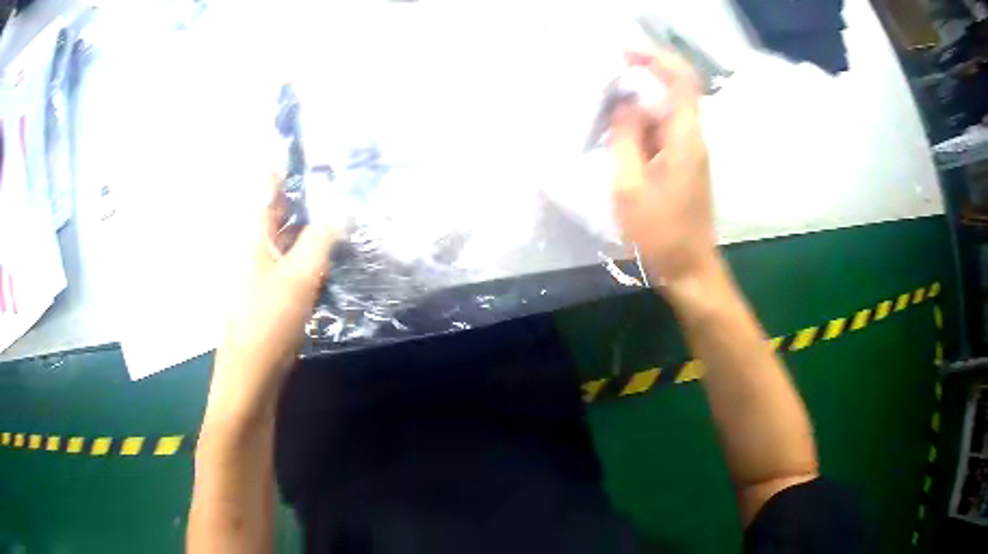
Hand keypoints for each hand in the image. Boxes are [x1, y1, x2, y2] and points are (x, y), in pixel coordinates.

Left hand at [208, 183, 337, 424]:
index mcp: (253, 234)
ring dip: (313, 227)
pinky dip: (311, 255)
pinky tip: (334, 257)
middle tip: (344, 185)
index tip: (321, 157)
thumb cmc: (269, 319)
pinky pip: (293, 263)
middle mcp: (255, 246)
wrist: (253, 373)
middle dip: (309, 197)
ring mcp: (263, 270)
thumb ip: (320, 239)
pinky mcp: (272, 292)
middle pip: (282, 212)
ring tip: (346, 215)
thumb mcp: (298, 275)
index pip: (269, 187)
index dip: (290, 168)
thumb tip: (342, 208)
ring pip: (290, 239)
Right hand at [609, 50, 717, 288]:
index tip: (623, 54)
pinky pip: (661, 132)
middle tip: (602, 84)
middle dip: (639, 79)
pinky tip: (617, 137)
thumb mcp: (629, 185)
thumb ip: (625, 136)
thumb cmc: (660, 232)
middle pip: (671, 91)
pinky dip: (639, 125)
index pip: (681, 79)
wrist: (689, 269)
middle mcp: (693, 137)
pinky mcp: (683, 164)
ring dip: (636, 104)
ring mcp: (690, 151)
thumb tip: (623, 102)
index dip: (655, 58)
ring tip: (603, 111)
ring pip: (664, 112)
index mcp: (685, 138)